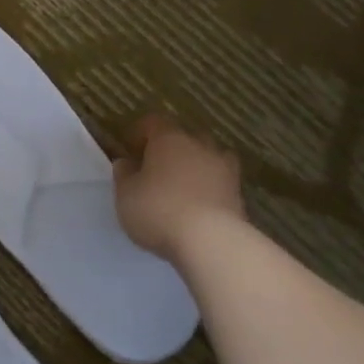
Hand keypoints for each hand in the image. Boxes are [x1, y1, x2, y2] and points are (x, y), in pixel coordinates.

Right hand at [112, 114, 243, 257]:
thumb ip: (124, 175)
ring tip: (182, 186)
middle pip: (185, 137)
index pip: (153, 122)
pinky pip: (220, 182)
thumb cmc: (158, 210)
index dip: (140, 132)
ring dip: (195, 166)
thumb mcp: (125, 194)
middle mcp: (200, 146)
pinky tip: (198, 206)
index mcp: (169, 139)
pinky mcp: (239, 194)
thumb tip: (127, 162)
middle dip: (171, 148)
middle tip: (156, 168)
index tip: (130, 147)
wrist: (211, 241)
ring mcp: (224, 169)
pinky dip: (210, 188)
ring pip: (208, 157)